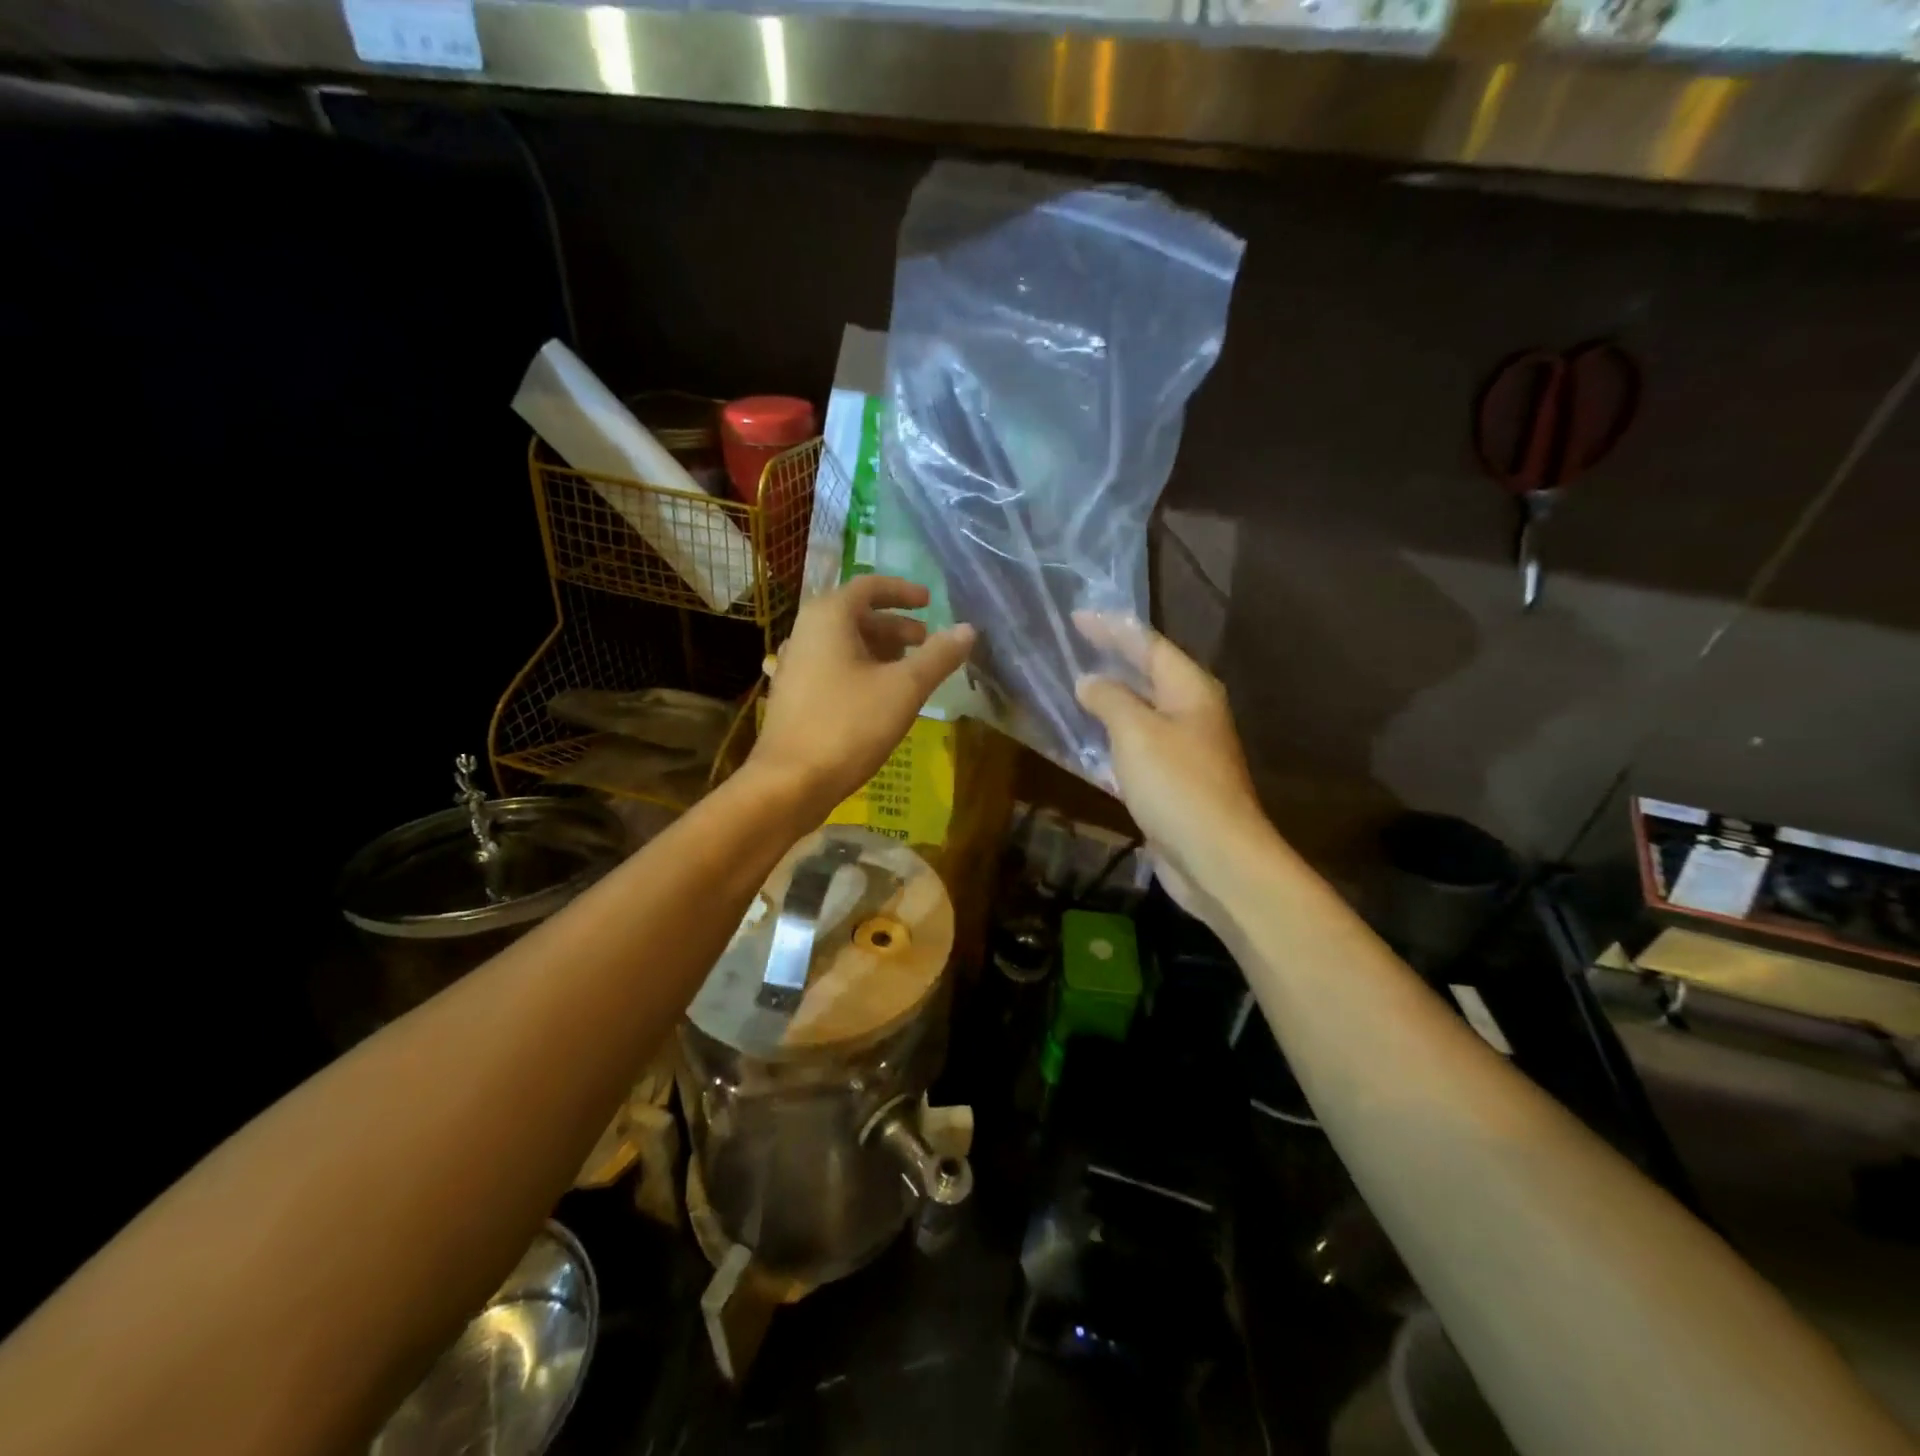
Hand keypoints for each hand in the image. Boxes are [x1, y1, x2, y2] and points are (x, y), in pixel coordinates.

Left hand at [749, 576, 974, 821]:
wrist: (789, 782)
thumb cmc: (848, 725)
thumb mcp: (904, 689)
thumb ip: (938, 656)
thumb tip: (968, 630)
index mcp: (829, 617)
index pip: (869, 586)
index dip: (903, 591)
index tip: (930, 602)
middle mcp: (807, 632)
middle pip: (857, 615)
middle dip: (896, 626)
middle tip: (927, 643)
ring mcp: (796, 665)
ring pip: (846, 644)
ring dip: (881, 650)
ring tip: (911, 671)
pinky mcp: (795, 694)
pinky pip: (834, 667)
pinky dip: (863, 670)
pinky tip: (882, 697)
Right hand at [1074, 613, 1272, 922]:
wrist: (1215, 858)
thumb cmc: (1177, 785)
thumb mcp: (1136, 732)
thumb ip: (1110, 699)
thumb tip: (1089, 681)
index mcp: (1191, 690)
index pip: (1149, 644)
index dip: (1113, 628)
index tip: (1078, 615)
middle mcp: (1191, 713)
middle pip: (1149, 674)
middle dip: (1113, 658)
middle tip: (1074, 644)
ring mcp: (1184, 750)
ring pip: (1141, 712)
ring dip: (1110, 699)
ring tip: (1074, 685)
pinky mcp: (1172, 782)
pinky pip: (1136, 747)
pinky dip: (1112, 737)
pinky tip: (1087, 740)